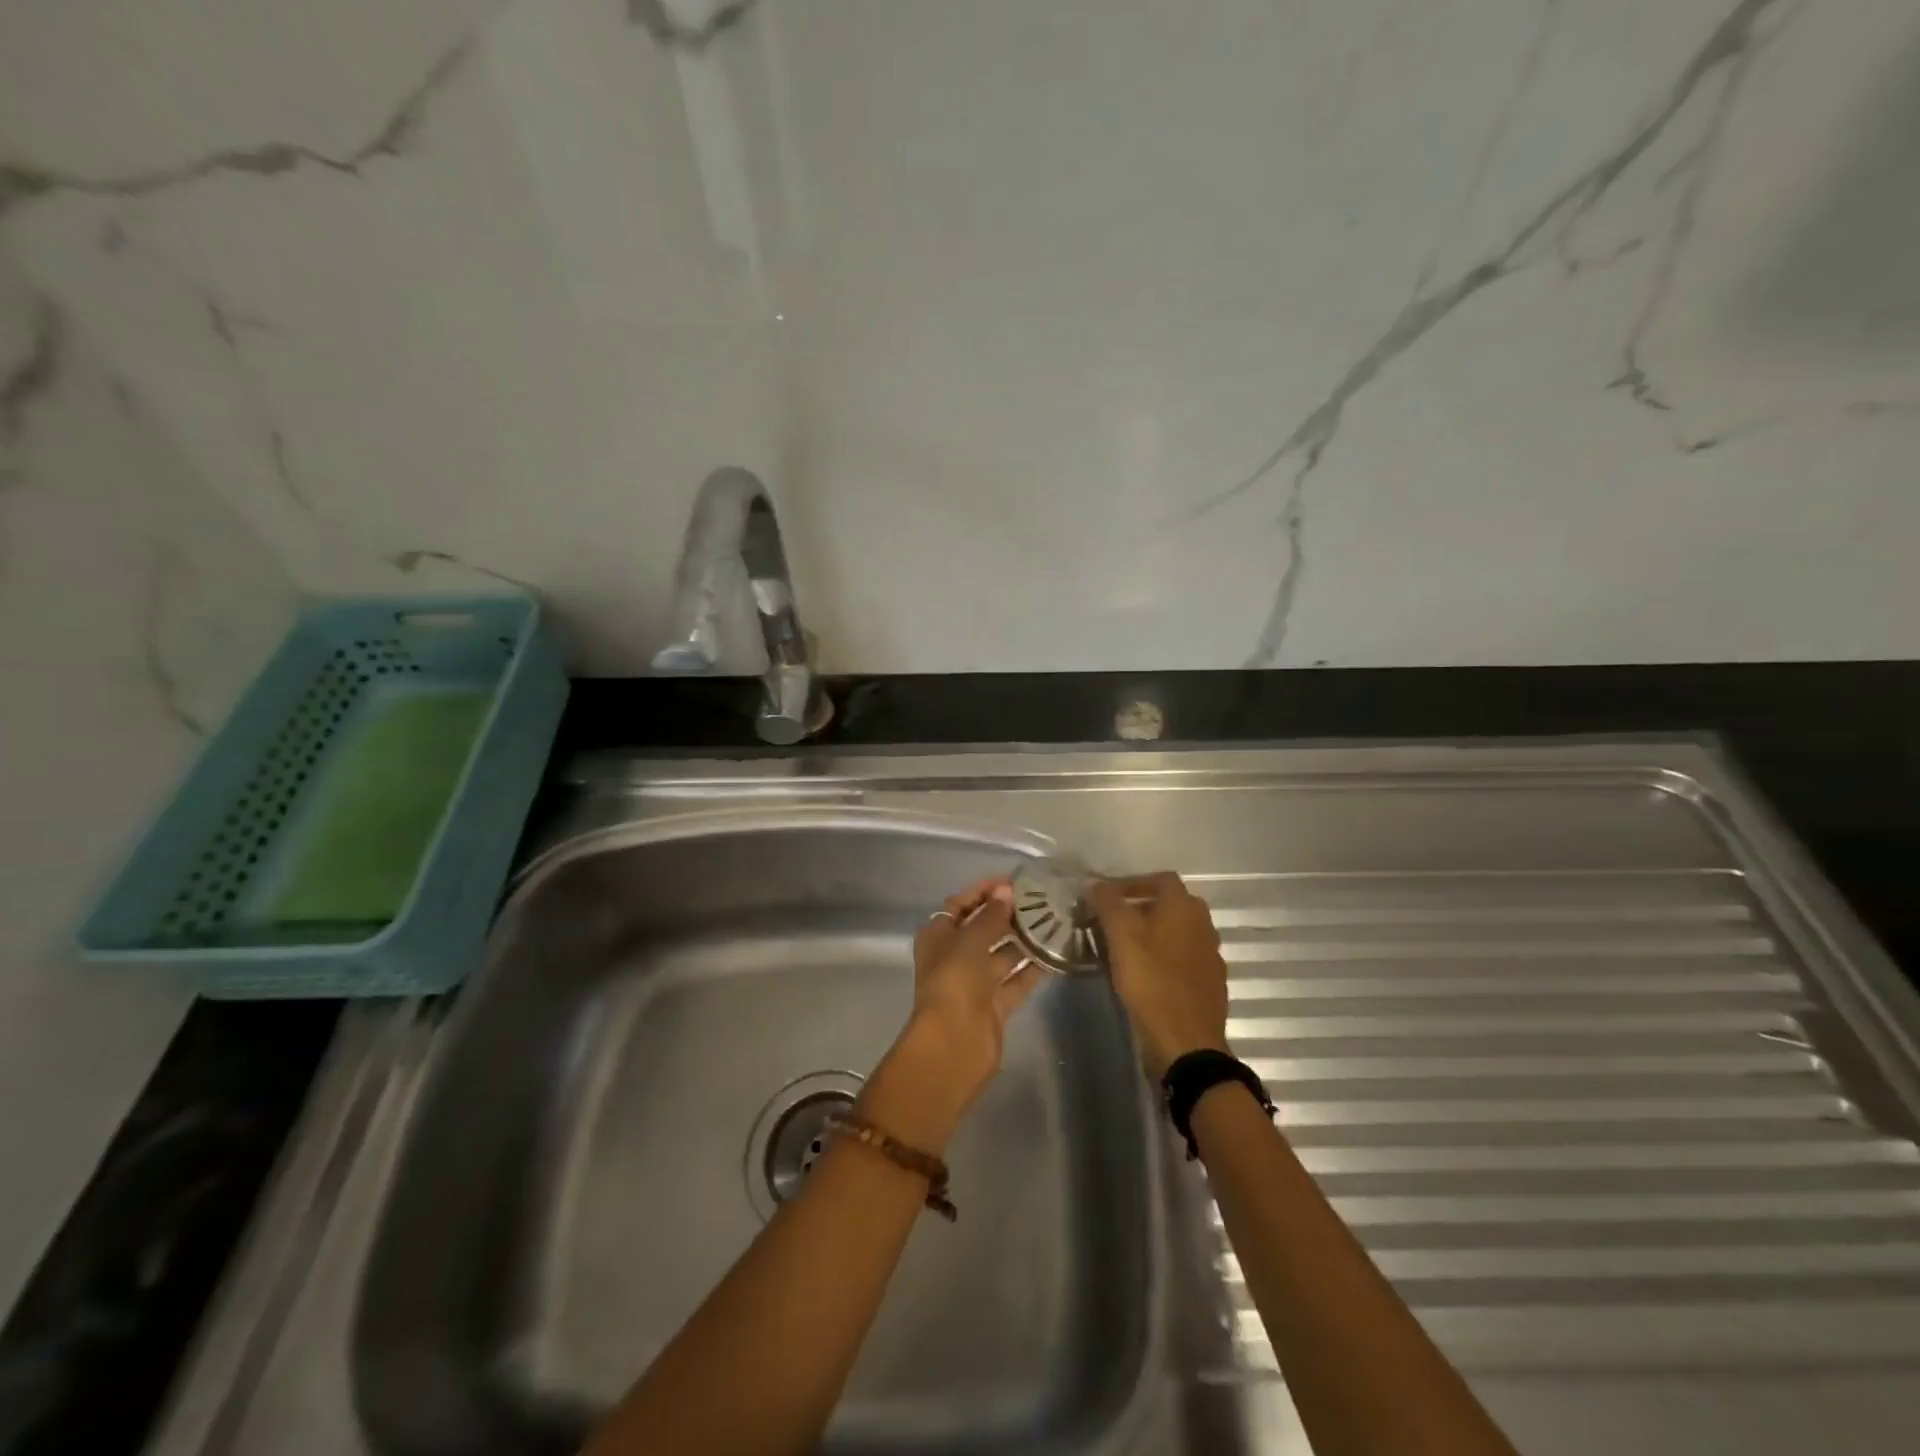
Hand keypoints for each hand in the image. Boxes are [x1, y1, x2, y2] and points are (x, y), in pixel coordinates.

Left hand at [863, 879, 1046, 1150]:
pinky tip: (1056, 951)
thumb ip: (991, 916)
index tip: (1013, 881)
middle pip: (983, 928)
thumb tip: (1006, 892)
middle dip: (1008, 914)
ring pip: (1002, 954)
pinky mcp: (995, 1005)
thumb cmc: (954, 981)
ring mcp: (975, 982)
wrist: (954, 1044)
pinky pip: (1016, 980)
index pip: (961, 904)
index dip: (984, 891)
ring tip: (1055, 920)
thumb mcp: (971, 940)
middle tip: (1041, 900)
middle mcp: (955, 956)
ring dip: (1024, 940)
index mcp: (938, 936)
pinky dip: (1033, 968)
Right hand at [1086, 871, 1228, 1077]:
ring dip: (1153, 933)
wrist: (1186, 1044)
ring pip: (1178, 932)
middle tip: (1112, 922)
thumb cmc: (1152, 983)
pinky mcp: (1210, 983)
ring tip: (1124, 948)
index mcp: (1185, 907)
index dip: (1132, 882)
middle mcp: (1204, 925)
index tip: (1107, 897)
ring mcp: (1211, 955)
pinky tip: (1146, 974)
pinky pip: (1184, 958)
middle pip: (1170, 904)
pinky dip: (1165, 958)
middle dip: (1141, 907)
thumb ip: (1108, 904)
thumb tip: (1096, 883)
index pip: (1160, 878)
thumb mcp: (1121, 937)